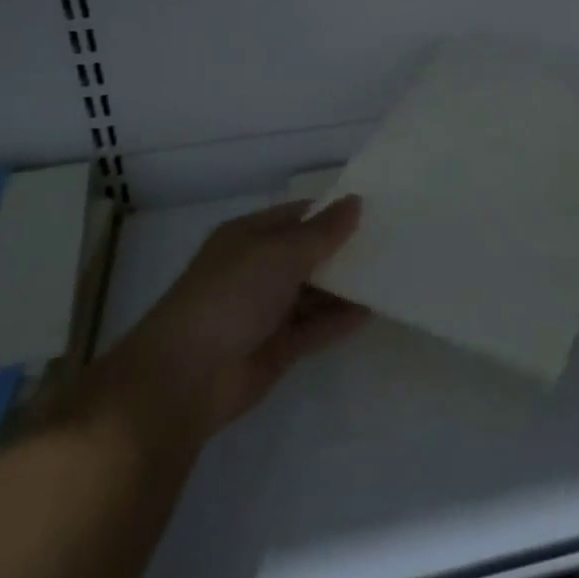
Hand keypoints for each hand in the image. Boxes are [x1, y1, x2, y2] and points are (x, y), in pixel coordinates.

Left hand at [80, 197, 367, 452]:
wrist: (186, 376)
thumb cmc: (231, 295)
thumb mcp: (280, 253)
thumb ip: (322, 232)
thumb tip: (356, 201)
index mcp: (249, 238)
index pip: (298, 216)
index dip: (332, 212)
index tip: (373, 209)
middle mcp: (258, 270)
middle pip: (308, 254)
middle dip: (343, 250)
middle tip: (391, 242)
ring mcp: (266, 311)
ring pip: (314, 293)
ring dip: (345, 286)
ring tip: (390, 274)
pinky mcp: (277, 348)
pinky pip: (315, 328)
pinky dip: (339, 320)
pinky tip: (372, 311)